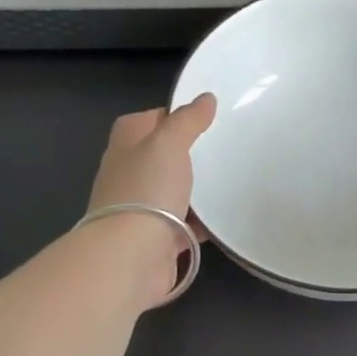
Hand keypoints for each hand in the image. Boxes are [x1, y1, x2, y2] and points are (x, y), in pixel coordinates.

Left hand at [86, 94, 216, 307]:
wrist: (131, 257)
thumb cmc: (146, 190)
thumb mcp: (168, 143)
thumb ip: (187, 120)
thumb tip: (205, 98)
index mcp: (125, 146)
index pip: (146, 120)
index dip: (171, 115)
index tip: (203, 118)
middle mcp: (128, 175)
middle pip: (160, 157)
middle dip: (187, 154)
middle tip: (223, 149)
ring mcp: (140, 210)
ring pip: (172, 192)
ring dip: (195, 190)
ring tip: (230, 181)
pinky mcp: (156, 240)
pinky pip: (183, 226)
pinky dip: (200, 224)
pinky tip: (225, 219)